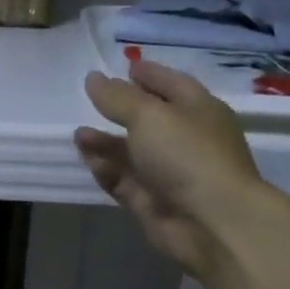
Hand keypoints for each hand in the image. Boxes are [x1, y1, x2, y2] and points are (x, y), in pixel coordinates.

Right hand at [74, 59, 268, 276]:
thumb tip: (94, 78)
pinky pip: (124, 181)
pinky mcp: (152, 202)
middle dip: (122, 111)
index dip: (150, 75)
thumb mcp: (149, 115)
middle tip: (92, 101)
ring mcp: (169, 174)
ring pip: (132, 153)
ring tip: (78, 134)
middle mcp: (186, 140)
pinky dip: (106, 169)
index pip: (172, 85)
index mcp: (198, 110)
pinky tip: (86, 158)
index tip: (126, 66)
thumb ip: (118, 97)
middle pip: (150, 120)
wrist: (211, 222)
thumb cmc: (187, 155)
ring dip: (106, 143)